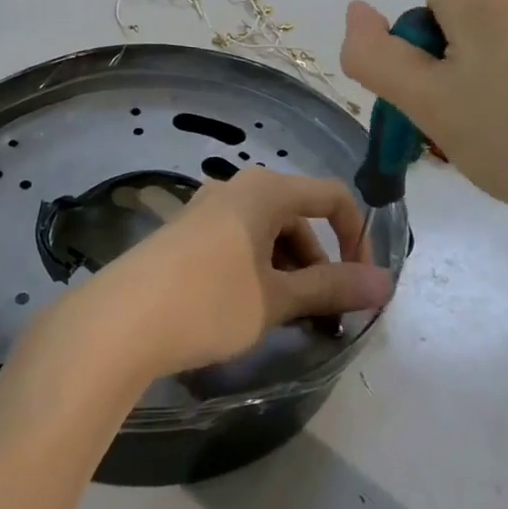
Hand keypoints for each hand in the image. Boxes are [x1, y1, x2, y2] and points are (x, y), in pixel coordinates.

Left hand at [76, 169, 393, 378]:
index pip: (332, 198)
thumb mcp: (277, 298)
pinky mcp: (186, 233)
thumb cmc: (210, 301)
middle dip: (319, 263)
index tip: (361, 286)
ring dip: (289, 271)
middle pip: (298, 217)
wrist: (121, 320)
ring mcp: (207, 209)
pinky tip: (249, 309)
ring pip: (268, 233)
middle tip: (323, 316)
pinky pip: (239, 242)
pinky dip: (258, 270)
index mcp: (265, 190)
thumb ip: (333, 287)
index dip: (357, 238)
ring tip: (286, 319)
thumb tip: (386, 282)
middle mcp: (236, 188)